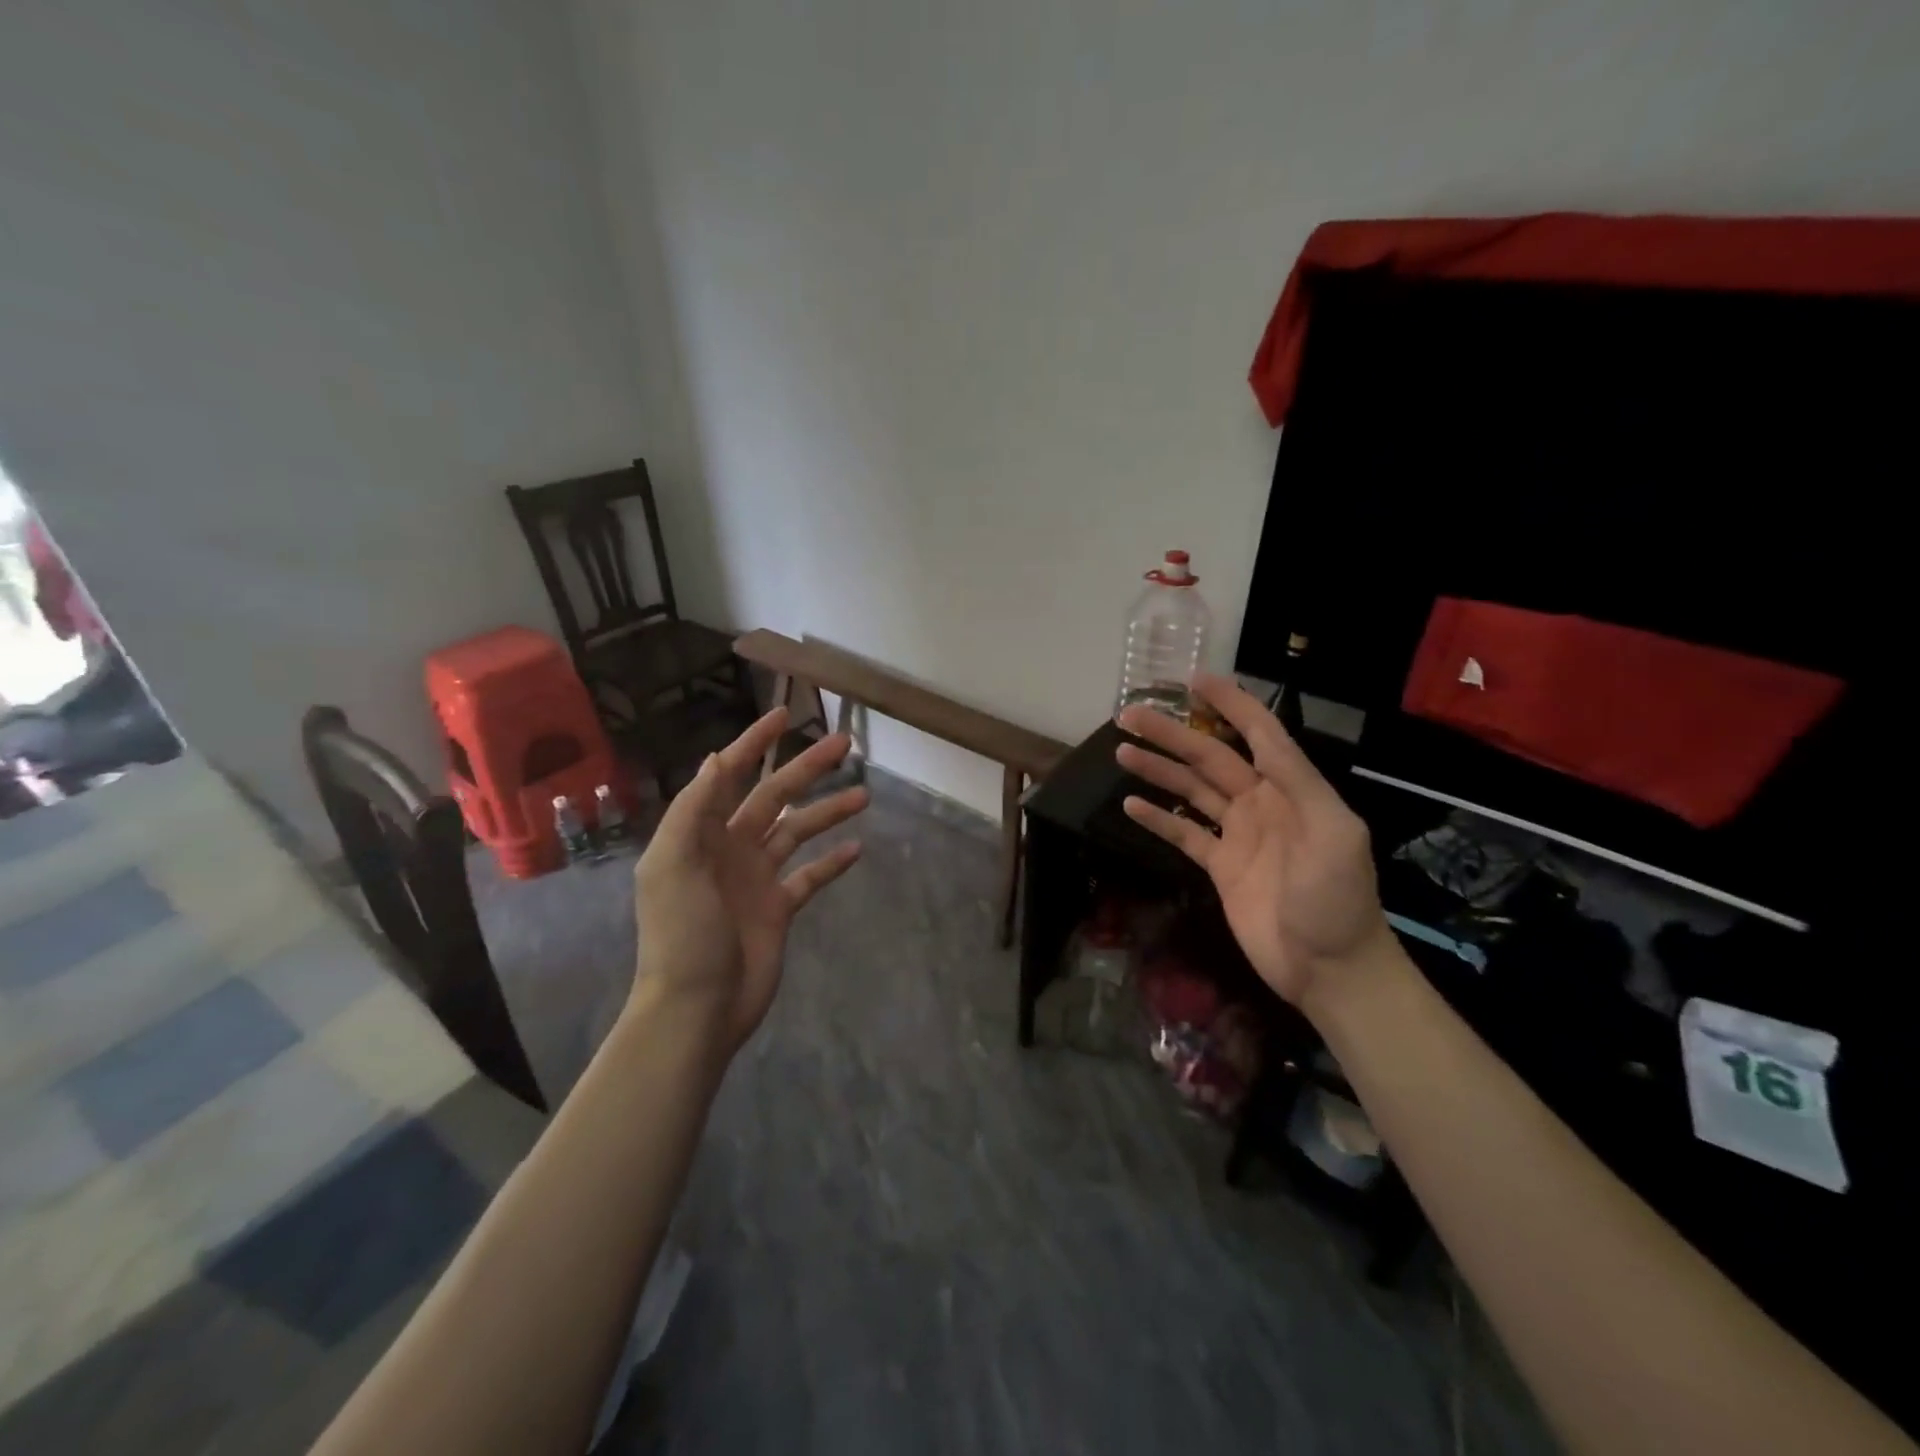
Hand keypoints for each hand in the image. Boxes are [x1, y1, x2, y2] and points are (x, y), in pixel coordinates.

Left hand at [630, 707, 866, 1052]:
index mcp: (700, 834)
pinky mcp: (778, 908)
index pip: (728, 776)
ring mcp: (756, 878)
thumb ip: (694, 810)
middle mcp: (730, 848)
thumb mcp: (674, 865)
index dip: (753, 744)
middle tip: (844, 744)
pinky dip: (831, 861)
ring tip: (865, 795)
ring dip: (828, 811)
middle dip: (806, 769)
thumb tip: (715, 758)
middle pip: (773, 797)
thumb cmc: (682, 933)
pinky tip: (857, 847)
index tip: (783, 715)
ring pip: (797, 831)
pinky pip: (809, 876)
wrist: (697, 1007)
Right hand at [1115, 673, 1390, 1010]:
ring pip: (1192, 790)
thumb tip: (1261, 739)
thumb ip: (1299, 783)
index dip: (1230, 704)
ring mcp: (1238, 835)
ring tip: (1122, 751)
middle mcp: (1261, 804)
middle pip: (1210, 758)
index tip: (1195, 680)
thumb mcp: (1334, 835)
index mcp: (1292, 790)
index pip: (1258, 734)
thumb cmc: (1337, 900)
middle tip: (1130, 714)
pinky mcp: (1219, 867)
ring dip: (1159, 770)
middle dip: (1173, 734)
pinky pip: (1184, 833)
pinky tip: (1132, 804)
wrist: (1329, 969)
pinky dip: (1158, 818)